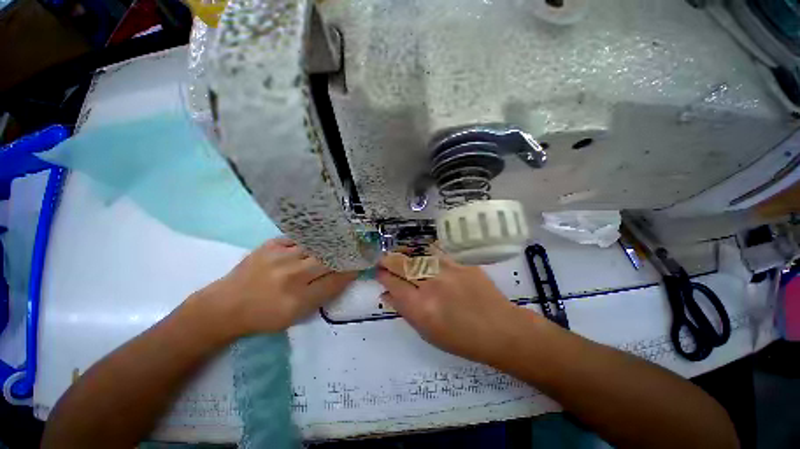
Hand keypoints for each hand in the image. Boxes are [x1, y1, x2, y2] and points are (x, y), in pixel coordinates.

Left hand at [198, 238, 356, 336]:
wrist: (225, 306)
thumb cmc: (263, 317)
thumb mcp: (295, 316)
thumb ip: (321, 296)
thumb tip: (342, 276)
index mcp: (298, 300)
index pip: (335, 281)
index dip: (351, 271)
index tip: (360, 265)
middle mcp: (291, 276)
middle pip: (328, 260)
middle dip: (345, 255)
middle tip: (355, 249)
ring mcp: (280, 257)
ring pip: (317, 246)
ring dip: (331, 244)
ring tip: (341, 240)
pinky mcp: (271, 245)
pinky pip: (300, 239)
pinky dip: (311, 240)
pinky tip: (317, 239)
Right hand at [377, 252, 522, 363]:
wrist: (499, 329)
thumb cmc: (461, 339)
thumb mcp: (427, 332)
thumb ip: (404, 310)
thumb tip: (387, 294)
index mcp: (420, 308)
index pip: (393, 284)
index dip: (382, 276)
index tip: (378, 273)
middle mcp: (431, 286)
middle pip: (402, 265)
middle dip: (388, 260)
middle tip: (383, 260)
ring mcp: (447, 272)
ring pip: (417, 256)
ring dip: (404, 254)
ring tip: (399, 255)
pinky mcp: (461, 264)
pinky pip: (437, 253)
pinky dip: (425, 253)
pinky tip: (421, 254)